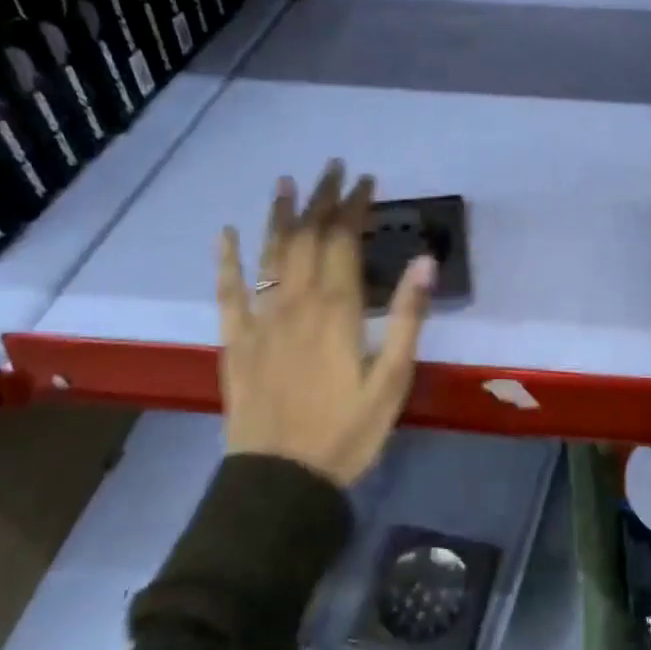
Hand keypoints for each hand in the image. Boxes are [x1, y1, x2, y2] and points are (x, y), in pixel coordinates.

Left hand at [217, 161, 434, 485]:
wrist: (282, 481)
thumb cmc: (348, 431)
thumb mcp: (393, 378)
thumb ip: (407, 316)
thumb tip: (425, 261)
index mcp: (336, 309)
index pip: (344, 241)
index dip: (354, 207)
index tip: (365, 181)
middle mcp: (295, 302)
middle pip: (308, 238)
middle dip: (321, 200)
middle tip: (332, 169)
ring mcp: (260, 320)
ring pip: (270, 255)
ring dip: (279, 215)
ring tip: (287, 182)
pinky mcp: (235, 342)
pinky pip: (227, 293)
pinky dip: (226, 261)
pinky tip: (226, 235)